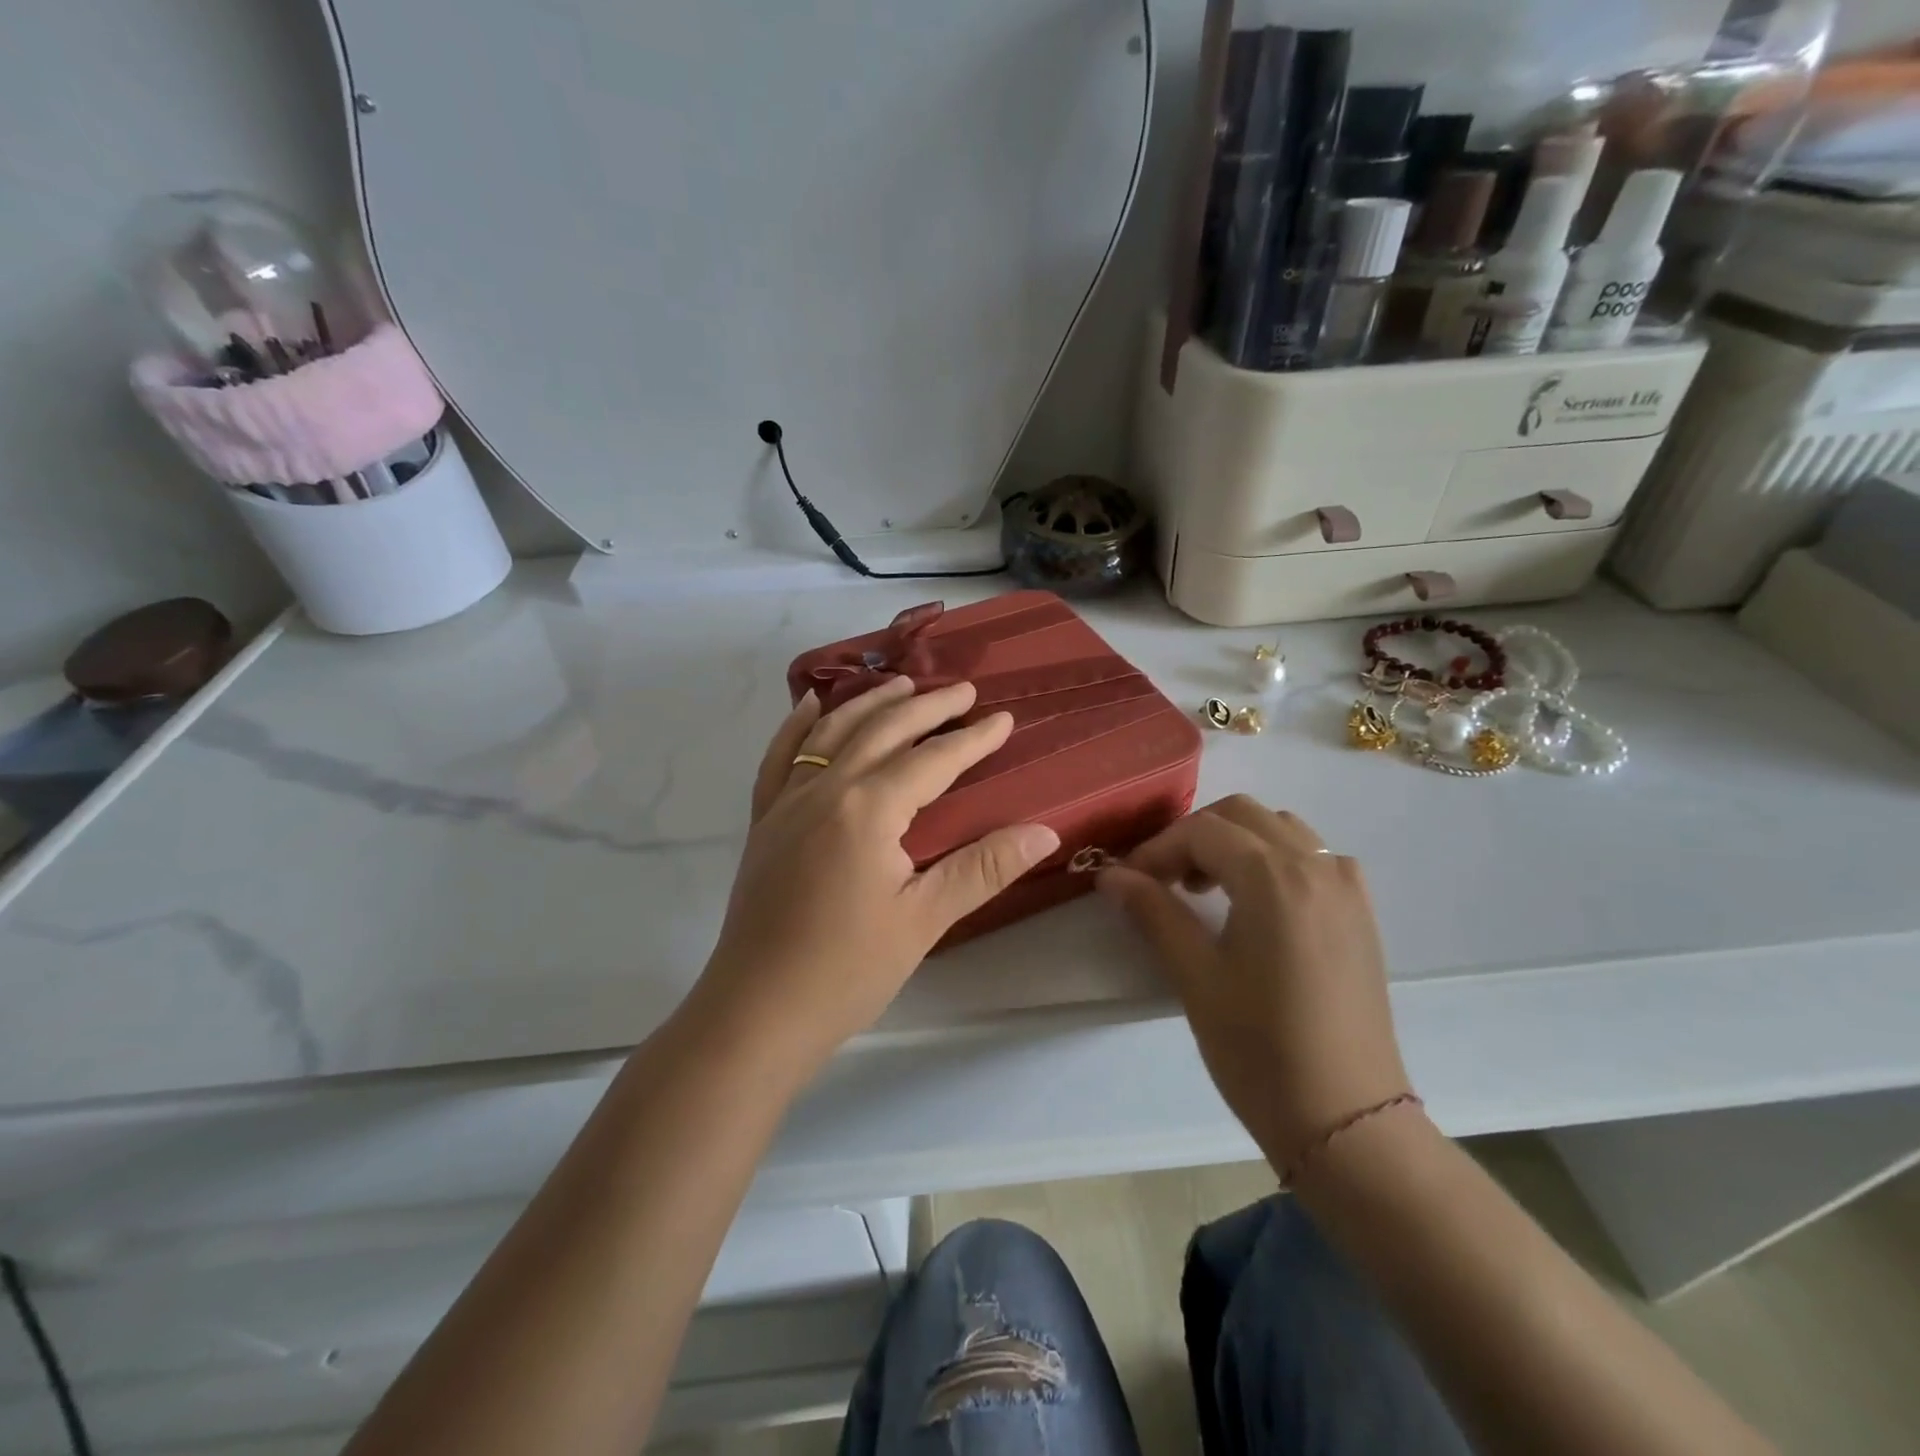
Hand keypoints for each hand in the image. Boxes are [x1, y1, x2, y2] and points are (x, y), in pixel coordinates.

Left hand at [694, 678, 1059, 1074]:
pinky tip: (811, 706)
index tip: (1003, 718)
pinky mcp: (764, 821)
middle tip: (962, 689)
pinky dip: (798, 726)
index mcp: (868, 809)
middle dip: (926, 706)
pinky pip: (780, 758)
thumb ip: (984, 868)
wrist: (757, 1011)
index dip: (972, 739)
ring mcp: (787, 802)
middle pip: (883, 731)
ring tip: (902, 683)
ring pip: (832, 732)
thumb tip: (1045, 832)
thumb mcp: (924, 919)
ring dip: (870, 703)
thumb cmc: (847, 970)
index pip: (932, 760)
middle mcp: (825, 789)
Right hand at [1097, 796, 1410, 1167]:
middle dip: (1193, 836)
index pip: (1202, 831)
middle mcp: (1317, 866)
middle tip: (1162, 880)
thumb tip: (1110, 874)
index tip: (1127, 880)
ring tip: (1205, 888)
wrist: (1347, 1120)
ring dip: (1235, 841)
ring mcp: (1347, 887)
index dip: (1156, 849)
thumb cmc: (1260, 1049)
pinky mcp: (1361, 912)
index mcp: (1275, 878)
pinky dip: (1274, 857)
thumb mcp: (1195, 977)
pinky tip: (1256, 902)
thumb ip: (1153, 912)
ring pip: (1280, 828)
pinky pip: (1313, 856)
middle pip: (1242, 814)